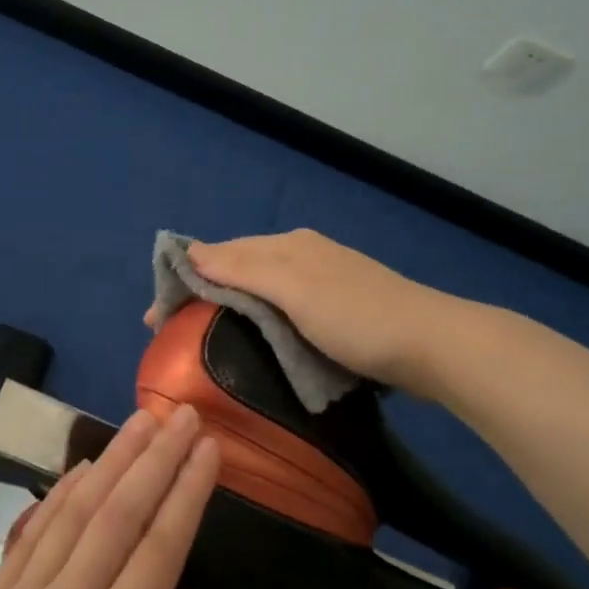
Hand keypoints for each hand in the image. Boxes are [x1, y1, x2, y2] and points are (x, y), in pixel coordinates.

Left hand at [0, 407, 219, 588]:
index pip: (160, 549)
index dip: (187, 492)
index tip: (209, 449)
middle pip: (119, 514)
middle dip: (156, 458)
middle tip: (183, 415)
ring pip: (74, 511)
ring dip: (110, 459)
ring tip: (139, 420)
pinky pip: (30, 534)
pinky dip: (58, 494)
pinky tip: (80, 469)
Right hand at [154, 229, 442, 390]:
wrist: (432, 343)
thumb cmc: (356, 317)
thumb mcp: (294, 289)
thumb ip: (243, 268)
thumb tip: (190, 251)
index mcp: (289, 245)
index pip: (222, 253)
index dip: (187, 279)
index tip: (156, 316)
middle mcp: (303, 253)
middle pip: (241, 267)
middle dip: (204, 292)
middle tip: (173, 331)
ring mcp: (323, 279)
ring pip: (263, 286)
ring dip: (231, 305)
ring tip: (205, 335)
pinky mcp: (339, 306)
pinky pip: (283, 304)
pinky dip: (260, 316)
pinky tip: (256, 335)